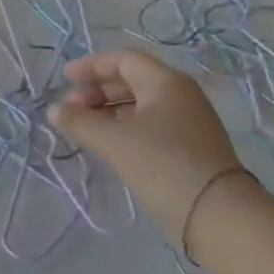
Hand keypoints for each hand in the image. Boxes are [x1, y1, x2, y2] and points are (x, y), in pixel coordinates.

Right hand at [49, 49, 241, 251]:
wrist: (218, 214)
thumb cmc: (162, 164)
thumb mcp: (113, 140)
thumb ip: (80, 121)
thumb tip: (55, 110)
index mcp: (165, 81)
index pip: (123, 59)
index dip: (91, 66)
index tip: (65, 80)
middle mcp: (180, 94)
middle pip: (132, 80)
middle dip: (98, 91)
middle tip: (72, 109)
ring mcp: (189, 121)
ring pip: (141, 105)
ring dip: (109, 111)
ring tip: (85, 129)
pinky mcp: (191, 147)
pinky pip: (151, 125)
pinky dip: (125, 128)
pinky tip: (110, 145)